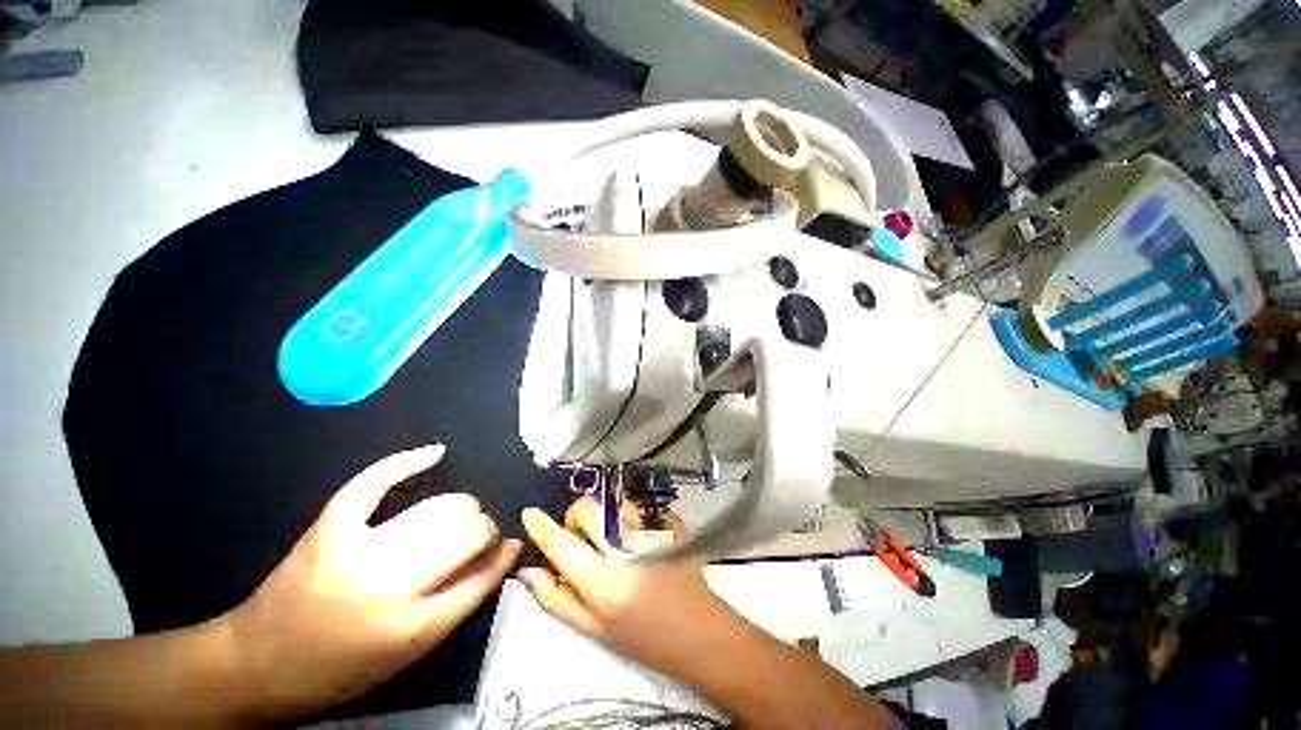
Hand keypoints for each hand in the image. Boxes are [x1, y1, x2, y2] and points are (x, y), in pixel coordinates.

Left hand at [221, 444, 521, 719]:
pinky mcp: (330, 528)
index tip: (510, 545)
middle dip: (485, 530)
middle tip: (479, 535)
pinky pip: (375, 483)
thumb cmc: (341, 668)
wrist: (258, 664)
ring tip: (462, 514)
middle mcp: (390, 587)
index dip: (501, 556)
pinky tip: (434, 453)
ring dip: (463, 508)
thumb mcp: (409, 653)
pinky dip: (406, 463)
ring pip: (440, 509)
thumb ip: (460, 601)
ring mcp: (357, 552)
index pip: (481, 576)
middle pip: (466, 535)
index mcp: (412, 627)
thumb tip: (504, 554)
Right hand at [519, 497, 736, 677]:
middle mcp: (627, 549)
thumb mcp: (593, 629)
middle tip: (584, 538)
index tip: (529, 514)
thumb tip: (529, 570)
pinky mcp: (670, 522)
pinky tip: (638, 540)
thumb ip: (556, 599)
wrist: (698, 630)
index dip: (542, 527)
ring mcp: (653, 530)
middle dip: (577, 517)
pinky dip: (628, 517)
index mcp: (604, 583)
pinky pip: (637, 505)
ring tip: (616, 543)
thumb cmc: (641, 636)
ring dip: (605, 517)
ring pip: (612, 503)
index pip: (563, 544)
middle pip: (588, 508)